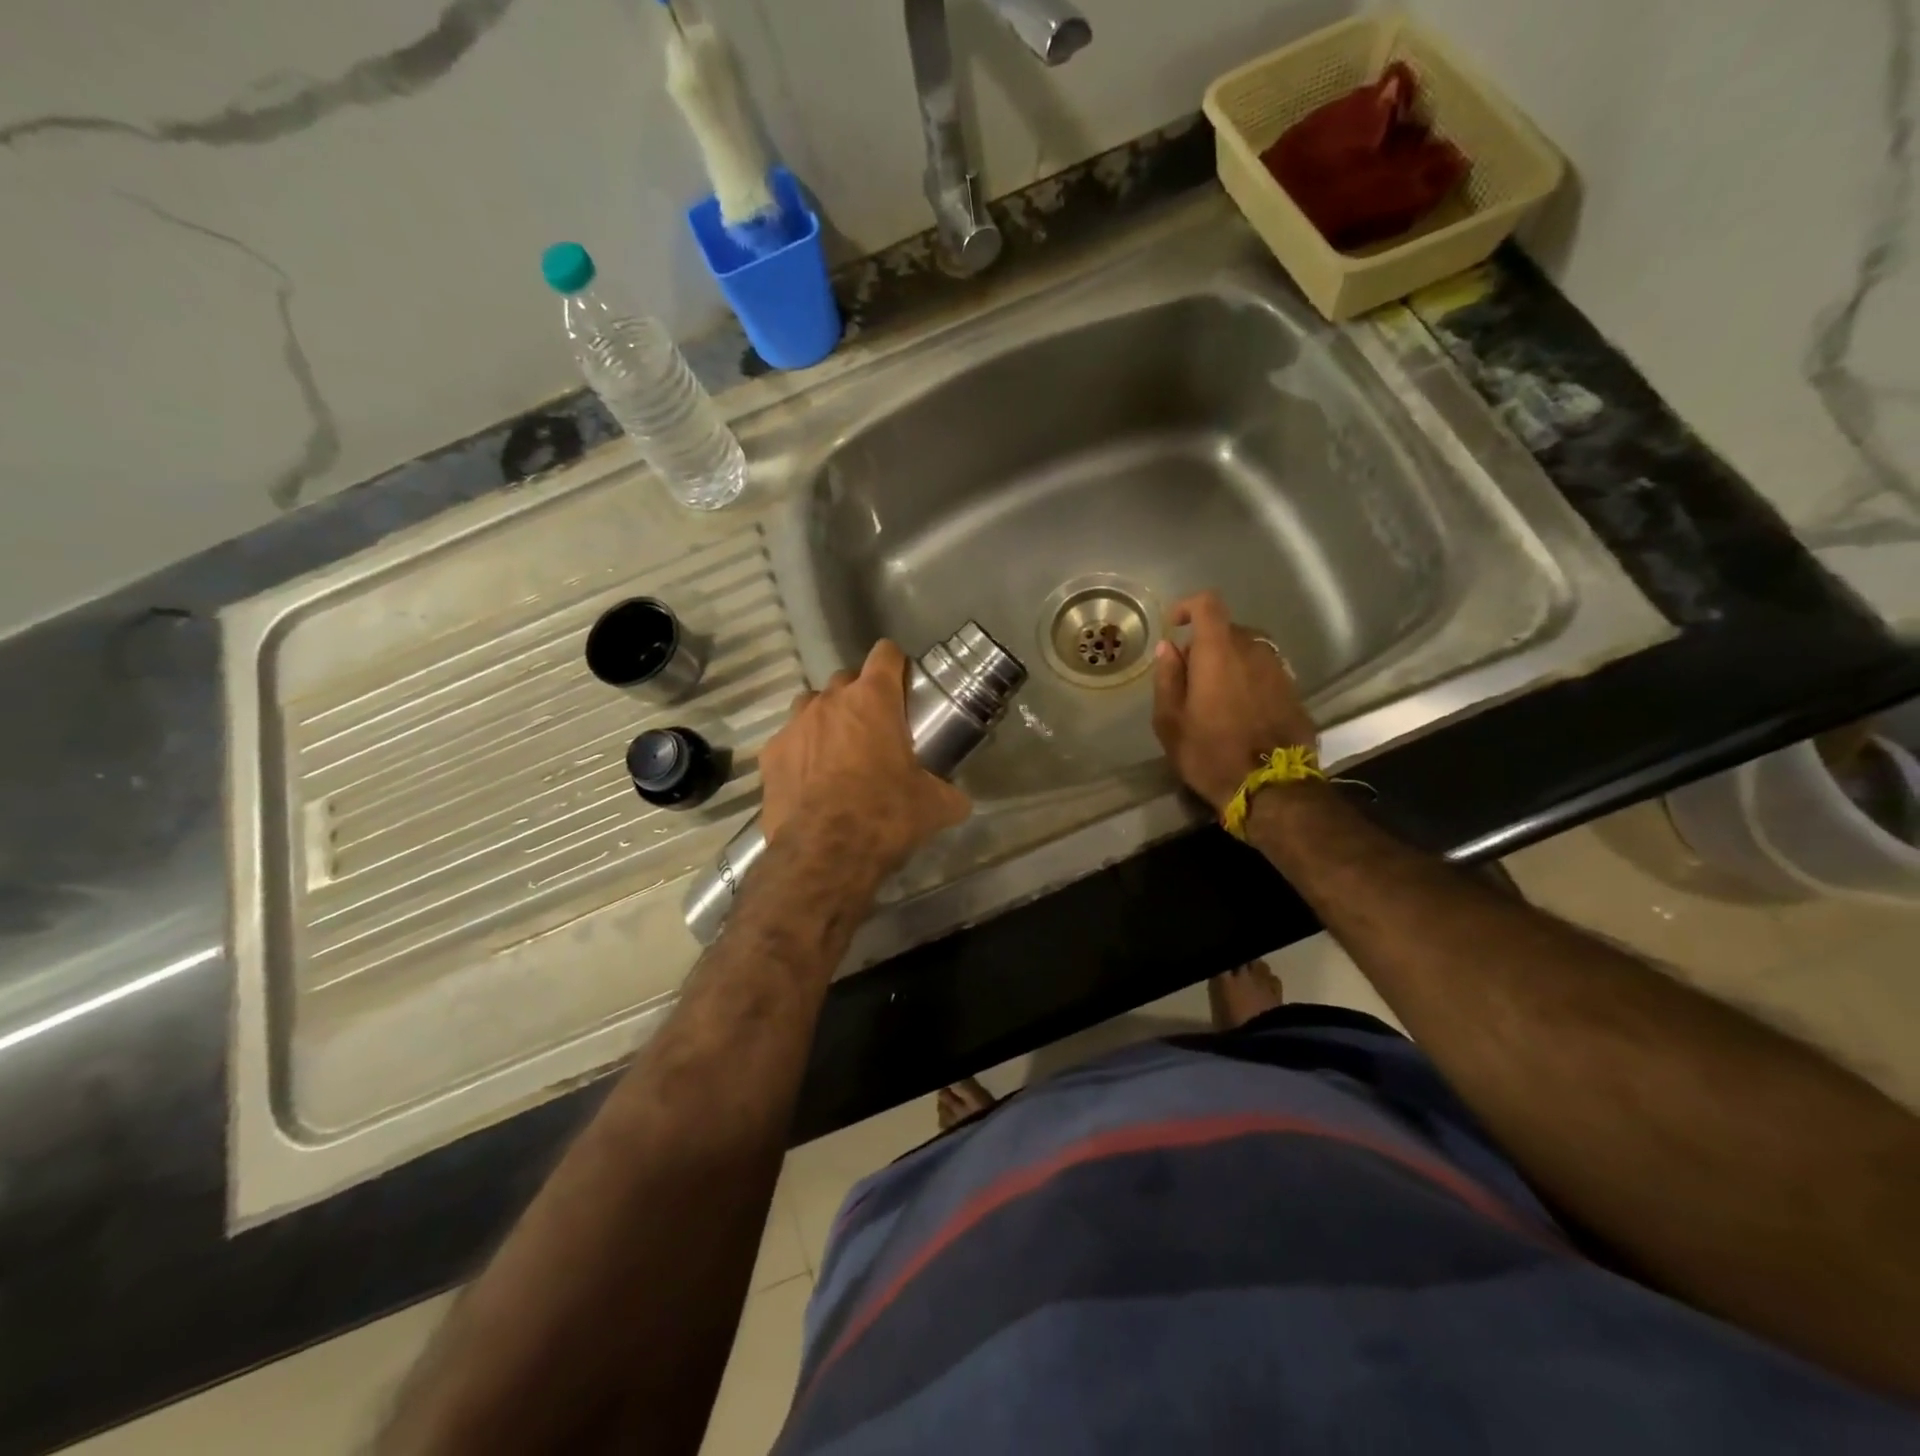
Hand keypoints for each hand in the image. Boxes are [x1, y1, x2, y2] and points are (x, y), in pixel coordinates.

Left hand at [759, 640, 971, 884]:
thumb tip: (959, 800)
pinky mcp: (770, 754)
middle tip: (875, 727)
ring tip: (839, 750)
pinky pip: (788, 741)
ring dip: (826, 718)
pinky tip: (810, 780)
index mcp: (873, 700)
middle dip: (860, 696)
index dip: (896, 665)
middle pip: (846, 679)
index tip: (903, 685)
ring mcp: (795, 725)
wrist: (826, 852)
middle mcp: (830, 700)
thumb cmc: (886, 815)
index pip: (885, 654)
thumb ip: (950, 793)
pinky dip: (800, 752)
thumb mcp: (934, 806)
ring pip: (811, 704)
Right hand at [1151, 591, 1317, 812]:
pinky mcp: (1295, 692)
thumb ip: (1168, 678)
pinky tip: (1240, 711)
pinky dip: (1250, 680)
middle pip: (1228, 630)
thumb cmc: (1209, 755)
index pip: (1208, 604)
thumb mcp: (1170, 722)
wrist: (1271, 789)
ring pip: (1250, 651)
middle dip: (1206, 644)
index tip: (1175, 624)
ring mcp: (1280, 670)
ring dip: (1230, 663)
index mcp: (1219, 653)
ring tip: (1216, 696)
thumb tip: (1169, 648)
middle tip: (1190, 677)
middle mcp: (1254, 651)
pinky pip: (1266, 672)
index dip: (1189, 606)